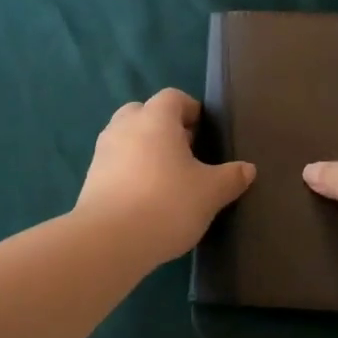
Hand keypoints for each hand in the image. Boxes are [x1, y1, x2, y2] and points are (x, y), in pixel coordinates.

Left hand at [75, 89, 255, 266]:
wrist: (109, 240)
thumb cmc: (167, 204)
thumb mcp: (211, 192)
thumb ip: (231, 177)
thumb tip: (247, 169)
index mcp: (155, 119)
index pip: (173, 97)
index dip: (191, 110)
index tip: (205, 133)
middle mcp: (124, 127)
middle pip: (144, 113)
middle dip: (164, 128)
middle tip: (186, 154)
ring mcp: (103, 152)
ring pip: (127, 139)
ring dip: (145, 150)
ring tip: (167, 179)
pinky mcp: (91, 179)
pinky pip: (115, 164)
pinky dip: (130, 172)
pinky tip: (146, 199)